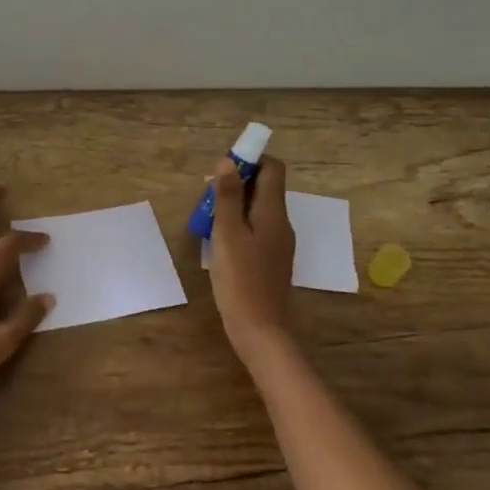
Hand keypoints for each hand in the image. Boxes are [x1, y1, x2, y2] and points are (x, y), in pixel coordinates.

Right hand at [209, 154, 294, 348]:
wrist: (259, 329)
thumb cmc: (240, 279)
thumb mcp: (227, 233)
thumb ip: (228, 196)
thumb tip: (228, 161)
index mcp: (273, 212)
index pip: (273, 168)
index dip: (250, 160)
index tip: (222, 170)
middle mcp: (281, 222)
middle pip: (265, 187)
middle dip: (237, 182)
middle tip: (207, 195)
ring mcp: (278, 242)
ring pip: (258, 208)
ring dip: (235, 203)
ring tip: (208, 216)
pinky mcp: (270, 258)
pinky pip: (256, 227)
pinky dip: (239, 223)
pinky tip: (219, 239)